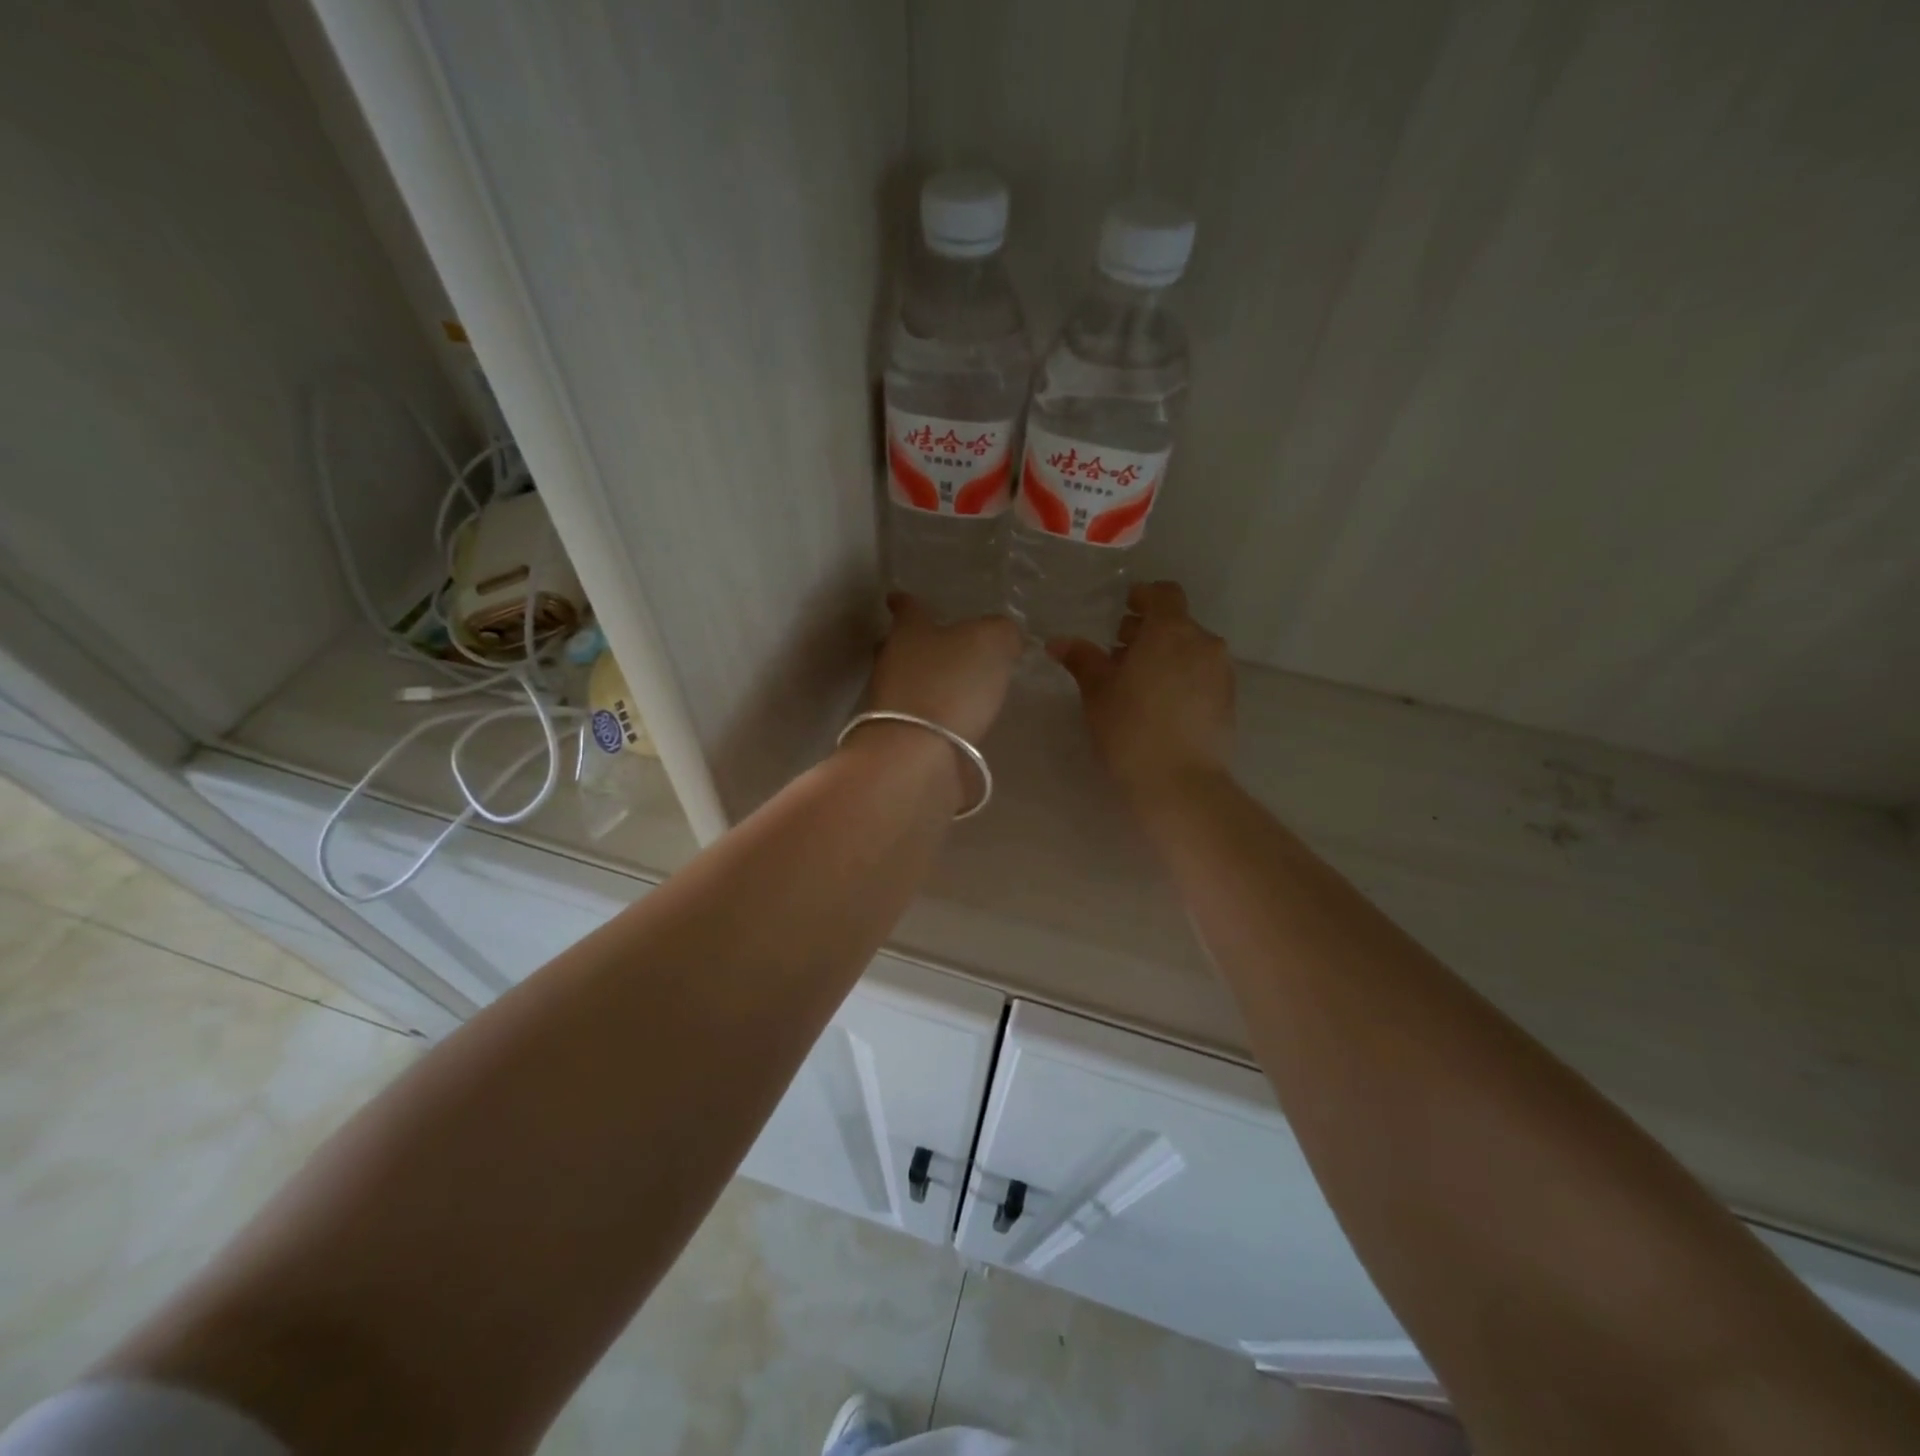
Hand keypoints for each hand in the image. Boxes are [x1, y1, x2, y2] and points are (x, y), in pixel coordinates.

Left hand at [868, 593, 1020, 744]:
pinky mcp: (905, 740)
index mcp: (909, 633)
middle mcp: (894, 665)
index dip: (906, 602)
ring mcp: (894, 706)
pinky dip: (939, 717)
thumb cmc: (951, 683)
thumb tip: (1005, 638)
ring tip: (958, 685)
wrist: (919, 755)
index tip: (895, 596)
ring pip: (909, 685)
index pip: (908, 610)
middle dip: (913, 645)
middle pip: (899, 649)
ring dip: (929, 683)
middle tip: (932, 644)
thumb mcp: (991, 642)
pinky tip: (960, 720)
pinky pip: (924, 719)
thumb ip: (1002, 633)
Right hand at [1049, 581, 1234, 800]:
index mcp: (1171, 631)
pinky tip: (1161, 705)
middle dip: (1149, 631)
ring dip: (1166, 655)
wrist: (1180, 782)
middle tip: (1120, 654)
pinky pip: (1202, 675)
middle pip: (1177, 623)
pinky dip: (1182, 677)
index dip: (1144, 596)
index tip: (1124, 610)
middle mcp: (1203, 643)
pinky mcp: (1228, 700)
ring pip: (1191, 650)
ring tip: (1139, 683)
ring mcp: (1221, 672)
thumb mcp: (1097, 692)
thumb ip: (1082, 659)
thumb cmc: (1130, 728)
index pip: (1164, 594)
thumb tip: (1058, 642)